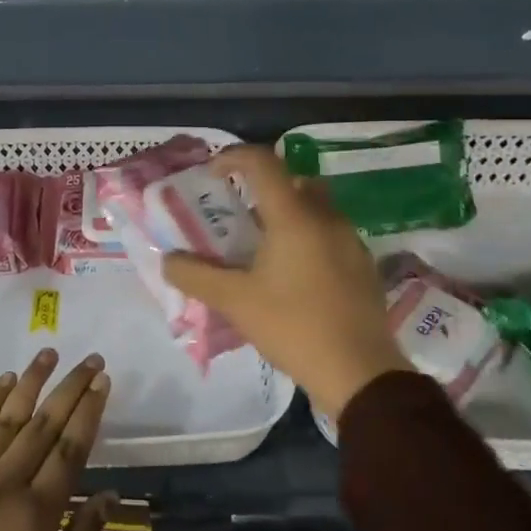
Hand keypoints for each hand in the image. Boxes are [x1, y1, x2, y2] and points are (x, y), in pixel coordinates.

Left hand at [0, 349, 113, 530]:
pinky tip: (5, 381)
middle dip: (71, 387)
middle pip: (45, 423)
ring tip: (50, 353)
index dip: (89, 411)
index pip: (71, 447)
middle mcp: (7, 481)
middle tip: (91, 359)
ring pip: (9, 416)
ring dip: (32, 381)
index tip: (103, 382)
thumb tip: (108, 495)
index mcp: (37, 512)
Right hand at [162, 144, 403, 421]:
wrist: (360, 373)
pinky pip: (329, 233)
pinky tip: (292, 274)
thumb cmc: (293, 327)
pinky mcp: (363, 265)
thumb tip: (168, 260)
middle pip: (292, 180)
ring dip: (286, 214)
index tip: (212, 173)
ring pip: (315, 207)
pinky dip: (306, 237)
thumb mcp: (234, 302)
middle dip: (262, 187)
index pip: (262, 163)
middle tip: (237, 213)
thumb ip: (195, 276)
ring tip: (260, 247)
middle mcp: (326, 218)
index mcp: (294, 217)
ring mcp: (350, 241)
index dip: (233, 157)